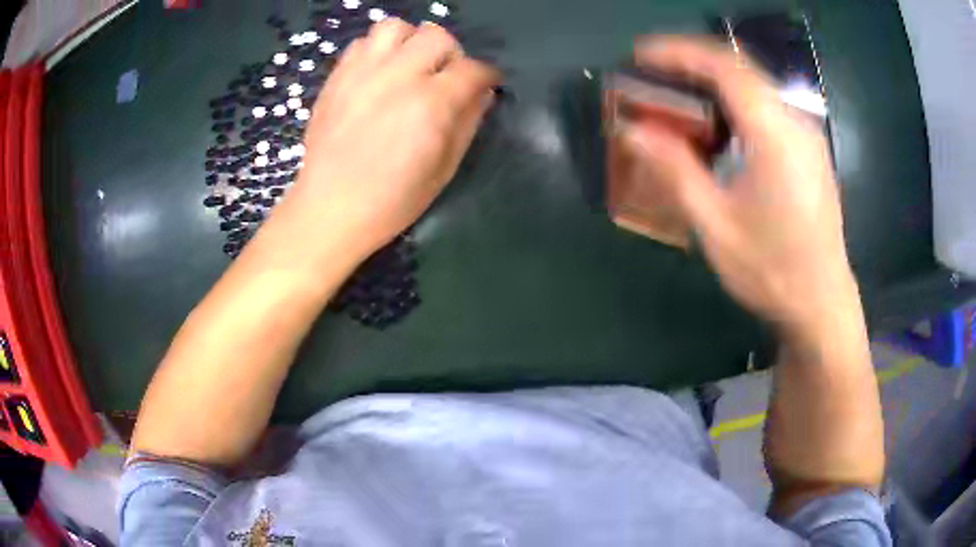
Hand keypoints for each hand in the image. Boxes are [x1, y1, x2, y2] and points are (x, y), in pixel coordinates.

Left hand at [286, 19, 498, 258]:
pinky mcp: (337, 78)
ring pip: (395, 27)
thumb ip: (468, 124)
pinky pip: (362, 43)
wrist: (330, 208)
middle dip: (450, 54)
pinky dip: (377, 51)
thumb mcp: (444, 169)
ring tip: (408, 67)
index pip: (473, 69)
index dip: (486, 75)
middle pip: (437, 36)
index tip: (485, 85)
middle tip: (444, 78)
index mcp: (431, 104)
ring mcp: (362, 73)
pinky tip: (378, 75)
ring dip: (410, 42)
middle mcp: (398, 76)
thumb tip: (482, 94)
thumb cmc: (392, 200)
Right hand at [626, 37, 858, 331]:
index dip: (677, 53)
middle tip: (652, 74)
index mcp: (774, 134)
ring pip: (755, 85)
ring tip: (678, 97)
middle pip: (740, 68)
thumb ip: (674, 169)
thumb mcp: (715, 225)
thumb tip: (632, 130)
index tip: (639, 55)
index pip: (723, 66)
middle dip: (692, 62)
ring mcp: (806, 136)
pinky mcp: (809, 151)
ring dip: (713, 82)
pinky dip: (735, 102)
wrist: (822, 305)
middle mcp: (795, 122)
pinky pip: (767, 107)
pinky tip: (718, 127)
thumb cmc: (771, 271)